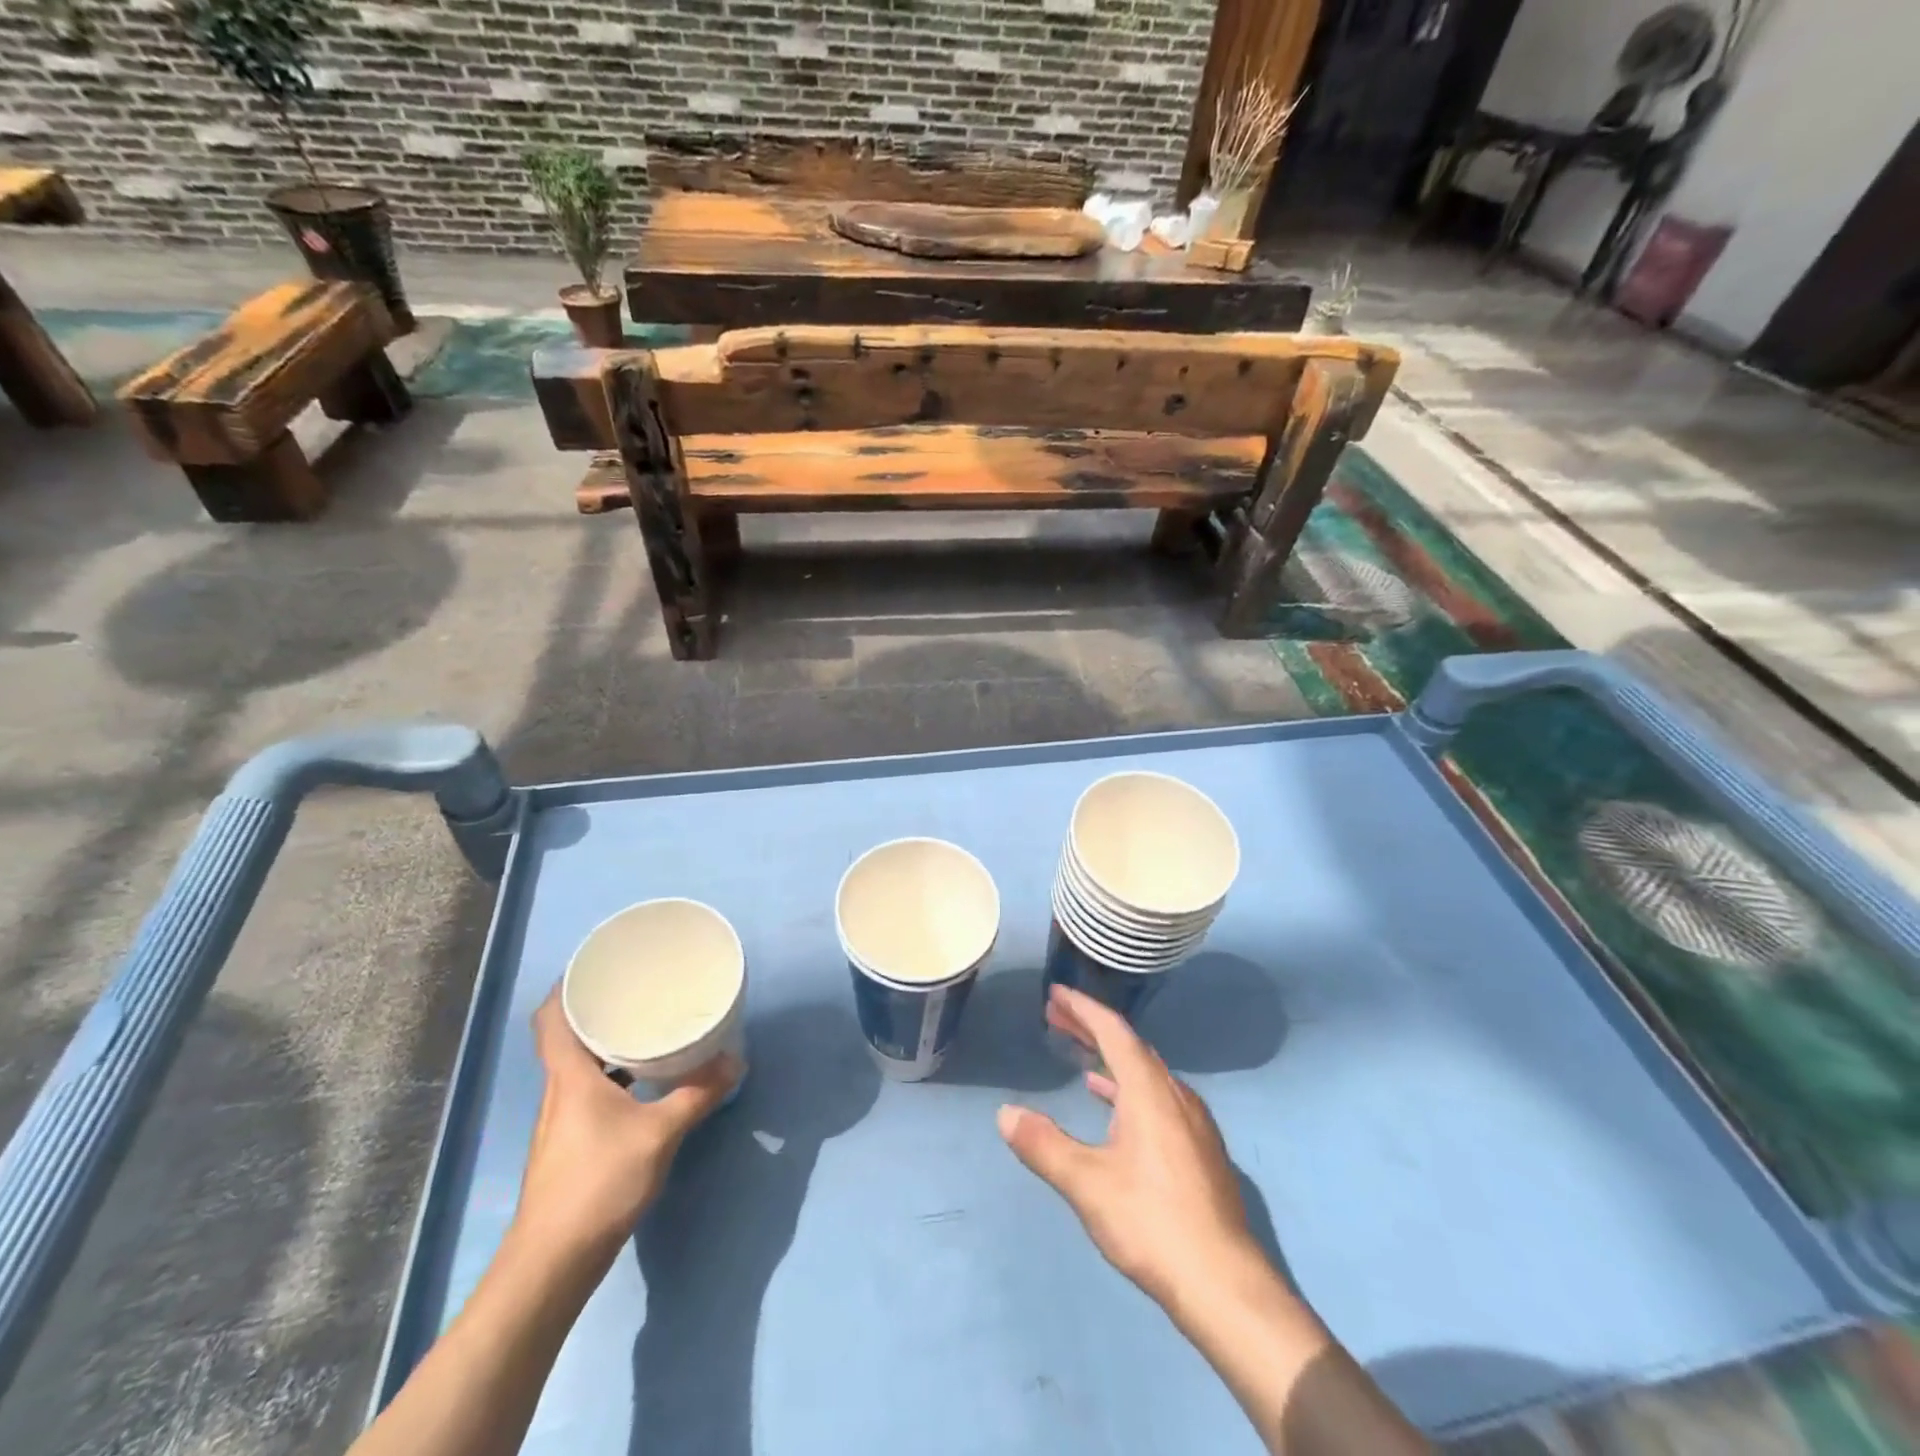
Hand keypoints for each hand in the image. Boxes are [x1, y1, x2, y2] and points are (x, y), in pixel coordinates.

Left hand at [514, 990, 738, 1261]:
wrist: (553, 1262)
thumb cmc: (599, 1183)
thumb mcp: (660, 1133)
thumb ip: (697, 1094)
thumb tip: (734, 1060)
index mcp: (570, 1076)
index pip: (552, 1018)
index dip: (566, 987)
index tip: (596, 966)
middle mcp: (559, 1091)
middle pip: (567, 1037)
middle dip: (597, 1011)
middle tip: (636, 990)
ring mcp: (561, 1120)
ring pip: (580, 1066)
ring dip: (606, 1046)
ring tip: (645, 1029)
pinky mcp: (570, 1143)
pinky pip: (590, 1091)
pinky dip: (612, 1077)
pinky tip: (643, 1084)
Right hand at [998, 984, 1257, 1310]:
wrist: (1225, 1284)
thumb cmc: (1152, 1222)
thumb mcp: (1087, 1183)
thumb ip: (1044, 1145)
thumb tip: (1005, 1113)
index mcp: (1150, 1090)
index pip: (1113, 1031)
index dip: (1082, 1008)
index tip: (1055, 993)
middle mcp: (1175, 1094)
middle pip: (1129, 1046)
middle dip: (1091, 1028)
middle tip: (1056, 1016)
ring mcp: (1192, 1122)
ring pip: (1145, 1072)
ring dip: (1110, 1058)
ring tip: (1080, 1056)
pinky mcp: (1199, 1148)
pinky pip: (1157, 1096)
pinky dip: (1128, 1086)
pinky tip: (1113, 1105)